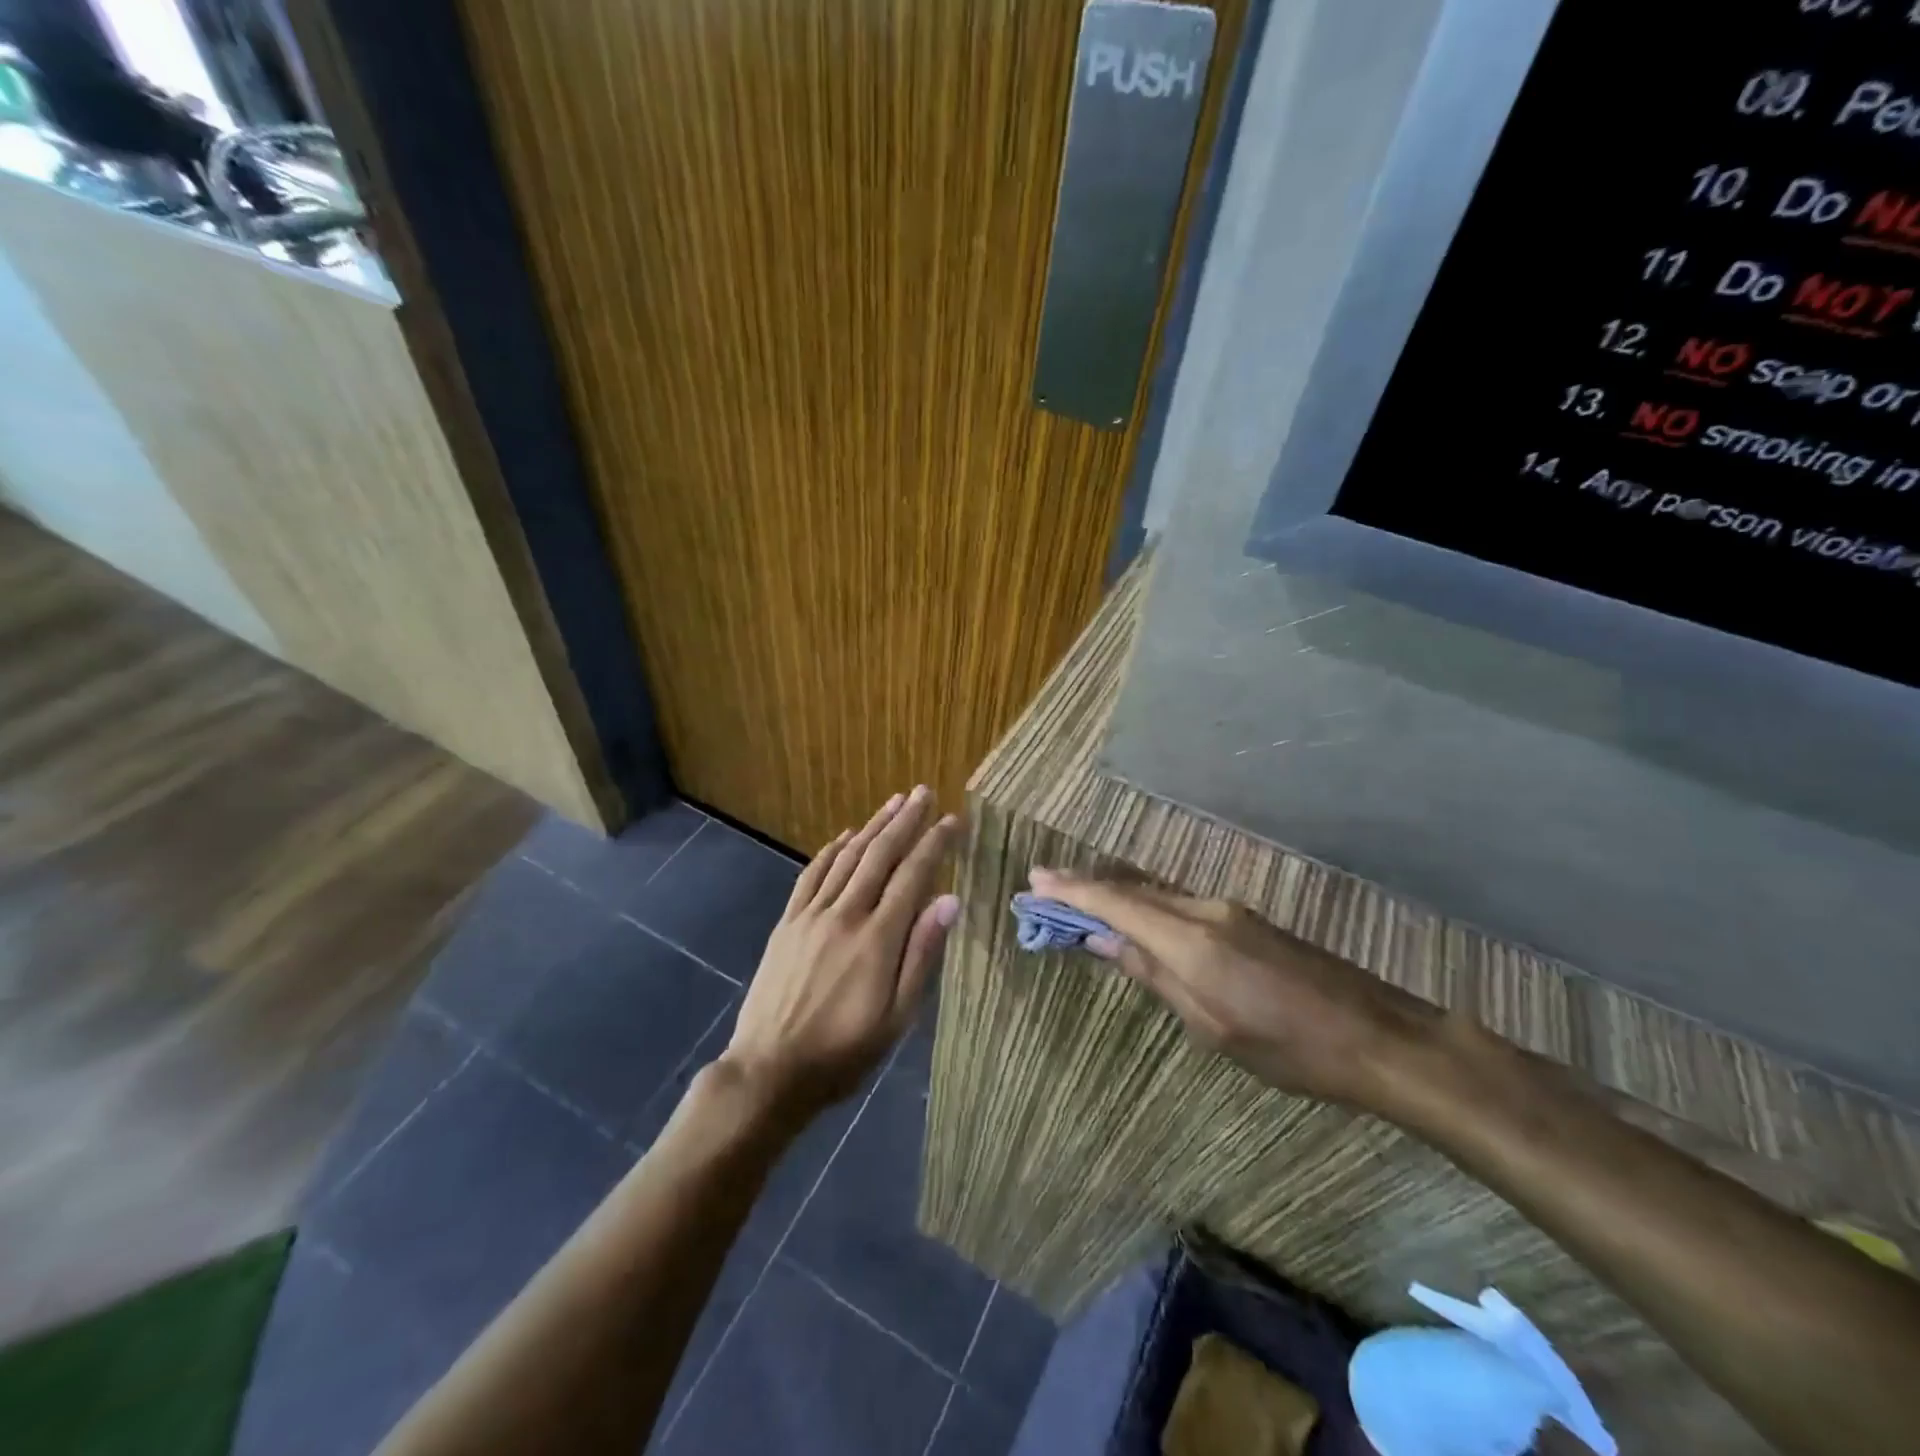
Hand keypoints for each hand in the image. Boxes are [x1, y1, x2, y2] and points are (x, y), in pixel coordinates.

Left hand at [722, 789, 960, 1118]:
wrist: (769, 1071)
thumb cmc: (844, 1053)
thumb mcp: (897, 1017)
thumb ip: (922, 955)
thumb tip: (949, 901)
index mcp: (878, 938)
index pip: (913, 876)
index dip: (934, 844)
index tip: (952, 820)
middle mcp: (846, 914)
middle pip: (880, 855)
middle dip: (905, 821)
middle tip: (924, 792)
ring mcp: (812, 915)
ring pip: (847, 858)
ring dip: (872, 826)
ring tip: (894, 802)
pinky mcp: (788, 923)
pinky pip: (811, 875)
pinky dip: (831, 850)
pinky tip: (845, 836)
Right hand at [1028, 869, 1438, 1110]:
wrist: (1376, 1036)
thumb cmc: (1288, 1048)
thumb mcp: (1210, 1026)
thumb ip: (1153, 974)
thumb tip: (1102, 939)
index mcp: (1190, 940)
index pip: (1115, 902)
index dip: (1072, 890)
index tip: (1035, 880)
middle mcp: (1204, 911)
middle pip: (1132, 890)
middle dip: (1086, 886)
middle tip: (1044, 886)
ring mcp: (1228, 911)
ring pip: (1155, 894)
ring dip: (1114, 893)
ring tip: (1077, 898)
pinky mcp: (1245, 919)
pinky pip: (1179, 903)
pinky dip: (1145, 903)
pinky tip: (1134, 914)